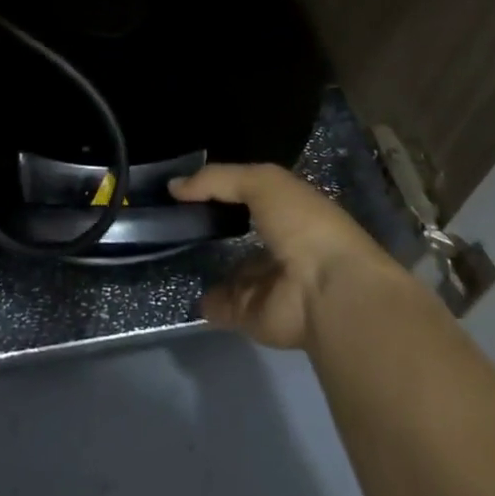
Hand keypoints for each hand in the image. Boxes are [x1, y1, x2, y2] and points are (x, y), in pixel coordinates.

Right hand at [170, 163, 400, 349]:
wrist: (326, 291)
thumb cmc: (303, 226)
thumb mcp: (263, 182)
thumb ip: (218, 179)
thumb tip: (174, 186)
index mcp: (292, 213)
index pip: (254, 197)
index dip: (224, 189)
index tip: (187, 185)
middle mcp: (281, 248)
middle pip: (240, 235)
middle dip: (212, 228)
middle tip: (172, 219)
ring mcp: (266, 285)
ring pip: (230, 273)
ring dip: (206, 265)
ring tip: (168, 250)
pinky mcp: (251, 315)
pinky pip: (220, 305)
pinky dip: (203, 299)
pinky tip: (178, 283)